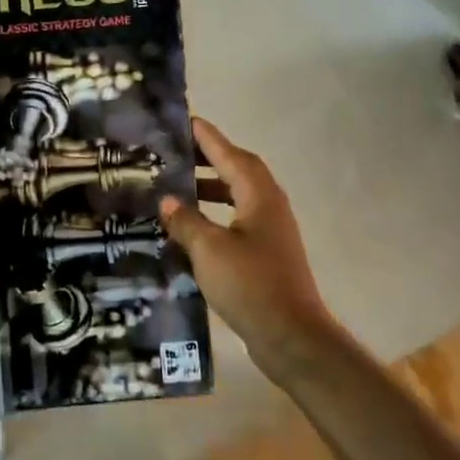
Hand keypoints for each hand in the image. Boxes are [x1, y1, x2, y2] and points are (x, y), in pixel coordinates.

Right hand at [160, 117, 336, 370]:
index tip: (188, 121)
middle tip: (178, 153)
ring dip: (211, 189)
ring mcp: (271, 233)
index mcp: (259, 196)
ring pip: (239, 197)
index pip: (231, 155)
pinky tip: (193, 230)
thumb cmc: (251, 284)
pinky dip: (216, 216)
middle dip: (210, 159)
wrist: (292, 338)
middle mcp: (269, 207)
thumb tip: (167, 201)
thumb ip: (186, 221)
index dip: (209, 138)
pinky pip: (238, 221)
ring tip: (179, 189)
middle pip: (239, 171)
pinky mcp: (267, 256)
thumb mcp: (209, 249)